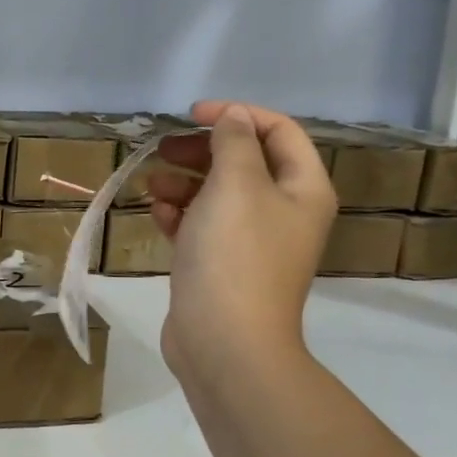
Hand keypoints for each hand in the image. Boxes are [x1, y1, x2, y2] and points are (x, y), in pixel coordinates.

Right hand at [147, 102, 335, 396]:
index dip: (237, 115)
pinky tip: (159, 216)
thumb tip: (234, 116)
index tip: (192, 115)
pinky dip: (180, 215)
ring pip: (217, 194)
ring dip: (184, 182)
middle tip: (164, 149)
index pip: (279, 131)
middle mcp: (284, 211)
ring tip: (153, 187)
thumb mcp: (236, 184)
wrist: (224, 341)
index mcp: (302, 188)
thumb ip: (234, 142)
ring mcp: (252, 241)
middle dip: (202, 150)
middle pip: (244, 161)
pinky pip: (202, 226)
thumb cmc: (235, 254)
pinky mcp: (222, 265)